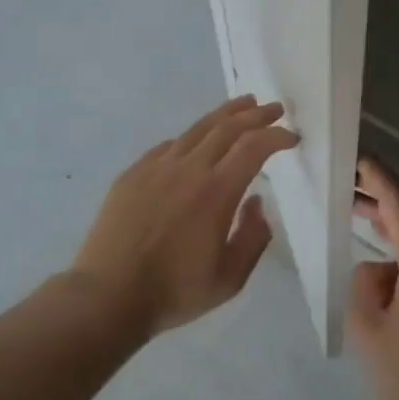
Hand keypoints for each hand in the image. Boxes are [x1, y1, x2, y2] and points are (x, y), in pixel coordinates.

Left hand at [72, 96, 297, 338]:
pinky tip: (196, 141)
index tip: (291, 136)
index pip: (253, 147)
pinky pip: (168, 146)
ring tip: (243, 104)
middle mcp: (188, 169)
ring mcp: (157, 167)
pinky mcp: (133, 173)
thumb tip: (256, 203)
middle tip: (274, 108)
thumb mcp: (229, 280)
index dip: (276, 136)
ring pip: (197, 128)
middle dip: (256, 115)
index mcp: (216, 192)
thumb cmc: (173, 292)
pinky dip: (191, 137)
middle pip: (227, 127)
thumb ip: (252, 238)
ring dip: (225, 114)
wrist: (107, 295)